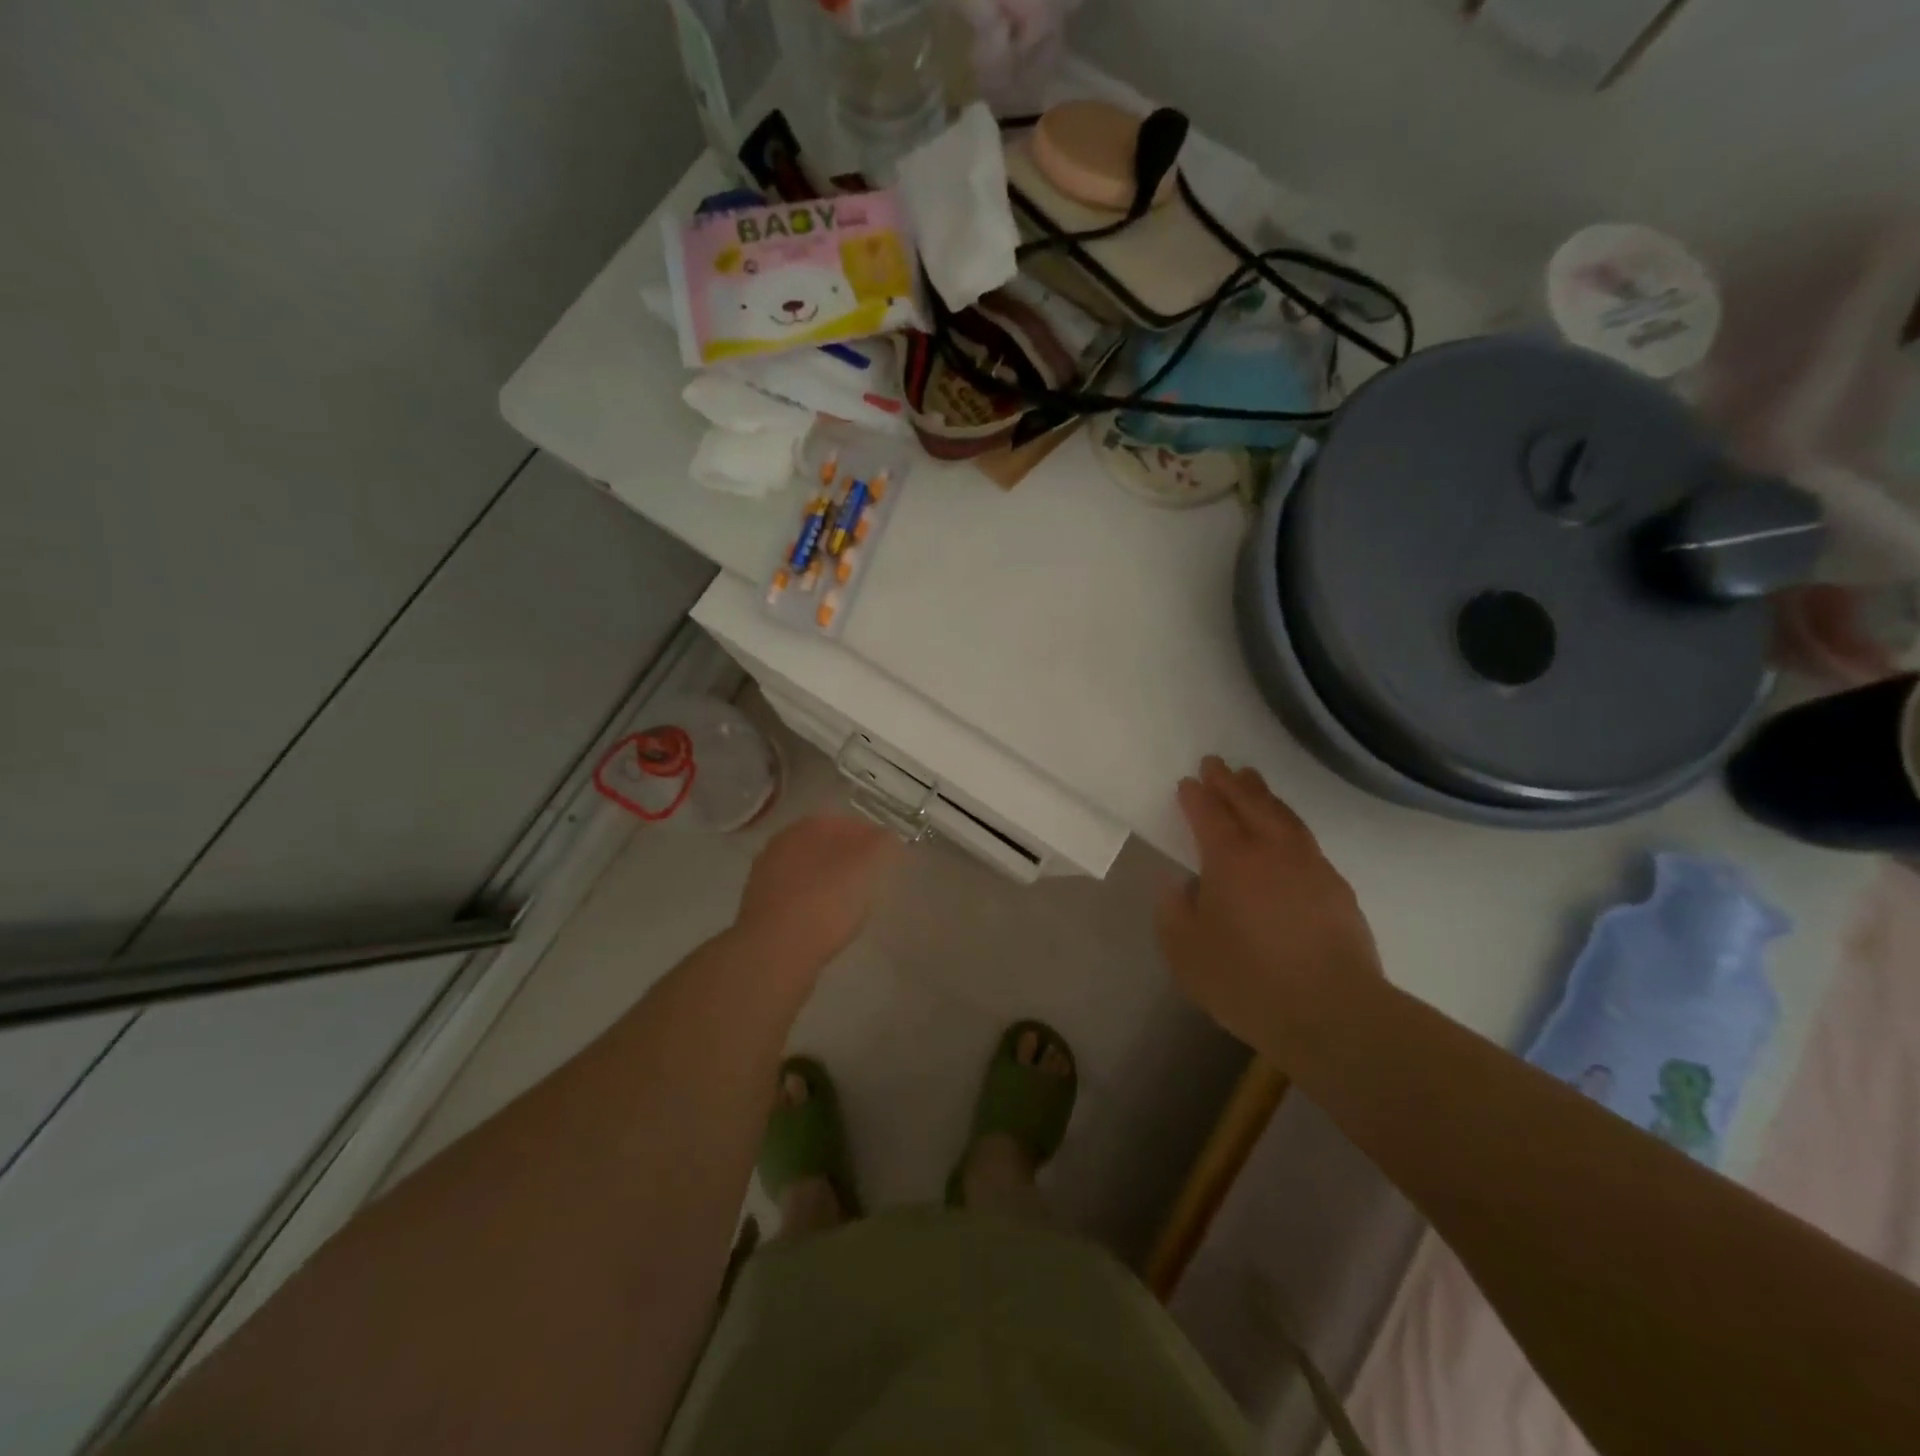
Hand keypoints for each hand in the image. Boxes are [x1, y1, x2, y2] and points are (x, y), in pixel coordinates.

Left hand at [736, 814, 901, 974]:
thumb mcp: (865, 867)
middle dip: (845, 856)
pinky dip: (814, 904)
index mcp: (804, 828)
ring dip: (827, 881)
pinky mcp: (761, 912)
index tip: (885, 851)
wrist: (775, 952)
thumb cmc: (825, 901)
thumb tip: (885, 835)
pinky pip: (796, 899)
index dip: (867, 833)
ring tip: (851, 901)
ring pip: (806, 872)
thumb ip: (880, 845)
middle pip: (821, 846)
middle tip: (870, 875)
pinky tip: (827, 921)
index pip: (841, 821)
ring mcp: (765, 880)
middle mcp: (780, 847)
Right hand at [1157, 756, 1381, 1057]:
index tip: (1187, 782)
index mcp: (1231, 860)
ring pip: (1283, 816)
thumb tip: (1182, 886)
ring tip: (1252, 781)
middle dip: (1230, 782)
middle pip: (1250, 803)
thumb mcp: (1185, 952)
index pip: (1210, 815)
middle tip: (1217, 764)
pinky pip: (1306, 840)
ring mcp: (1310, 866)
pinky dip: (1289, 824)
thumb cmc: (1246, 981)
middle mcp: (1272, 850)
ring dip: (1264, 795)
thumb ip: (1175, 911)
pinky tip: (1287, 833)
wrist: (1332, 1013)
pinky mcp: (1337, 888)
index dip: (1196, 796)